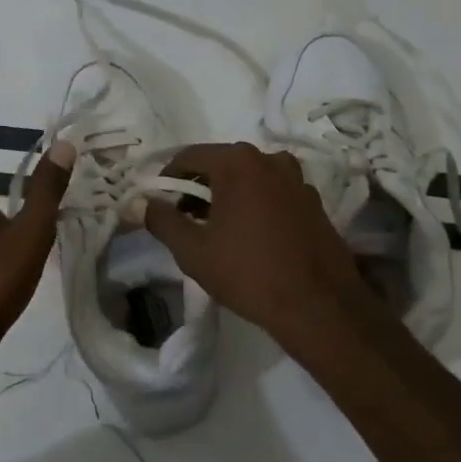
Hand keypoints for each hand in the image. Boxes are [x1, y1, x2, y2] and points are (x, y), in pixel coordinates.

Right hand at [145, 143, 372, 347]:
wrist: (317, 305)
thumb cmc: (247, 272)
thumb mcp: (192, 250)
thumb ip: (162, 220)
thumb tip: (143, 202)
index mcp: (237, 163)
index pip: (189, 156)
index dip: (168, 178)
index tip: (160, 203)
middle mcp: (270, 159)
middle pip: (221, 163)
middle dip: (199, 186)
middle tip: (185, 217)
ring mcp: (297, 178)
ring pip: (250, 177)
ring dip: (229, 194)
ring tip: (218, 228)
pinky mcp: (314, 201)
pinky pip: (274, 192)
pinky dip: (256, 203)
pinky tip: (252, 235)